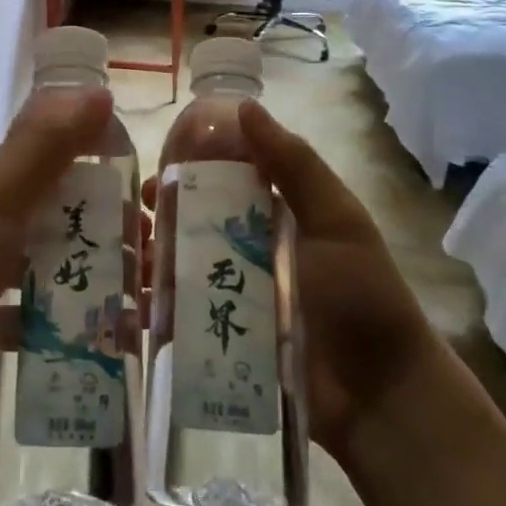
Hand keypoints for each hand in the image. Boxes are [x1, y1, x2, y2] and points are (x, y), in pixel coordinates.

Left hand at [0, 88, 115, 505]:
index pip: (55, 158)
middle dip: (114, 227)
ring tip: (152, 297)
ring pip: (63, 267)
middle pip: (66, 215)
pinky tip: (122, 336)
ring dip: (105, 276)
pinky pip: (53, 320)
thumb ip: (45, 145)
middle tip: (160, 250)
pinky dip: (85, 324)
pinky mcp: (0, 334)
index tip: (148, 186)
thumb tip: (98, 89)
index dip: (101, 162)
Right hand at [142, 99, 437, 463]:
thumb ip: (294, 165)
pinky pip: (179, 319)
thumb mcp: (336, 221)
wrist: (380, 398)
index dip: (186, 172)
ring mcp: (234, 299)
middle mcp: (250, 253)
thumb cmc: (361, 297)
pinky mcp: (222, 342)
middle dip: (159, 219)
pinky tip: (130, 303)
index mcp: (276, 218)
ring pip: (180, 269)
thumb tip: (244, 106)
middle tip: (131, 220)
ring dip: (151, 260)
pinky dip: (153, 308)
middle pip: (193, 226)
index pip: (222, 182)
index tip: (153, 171)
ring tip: (125, 260)